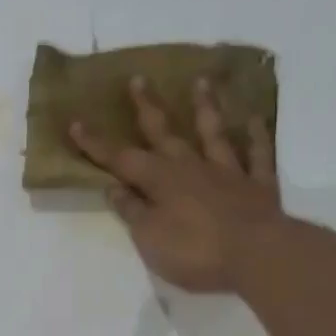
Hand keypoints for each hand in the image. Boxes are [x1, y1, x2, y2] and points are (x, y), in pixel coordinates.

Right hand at [69, 75, 282, 292]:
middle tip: (138, 79)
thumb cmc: (195, 252)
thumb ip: (132, 211)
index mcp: (160, 181)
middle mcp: (191, 167)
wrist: (256, 256)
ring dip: (205, 108)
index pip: (121, 159)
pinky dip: (254, 136)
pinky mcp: (258, 185)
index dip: (97, 144)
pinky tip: (252, 119)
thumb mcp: (149, 238)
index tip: (76, 123)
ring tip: (201, 82)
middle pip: (165, 133)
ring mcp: (228, 173)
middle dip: (148, 108)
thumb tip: (113, 187)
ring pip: (213, 134)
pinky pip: (257, 155)